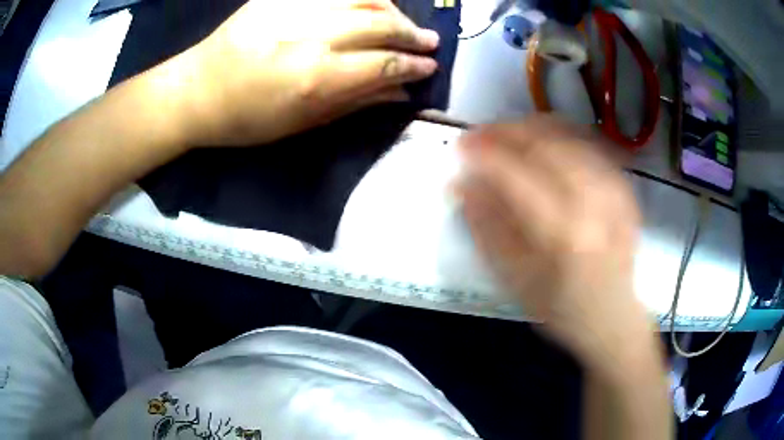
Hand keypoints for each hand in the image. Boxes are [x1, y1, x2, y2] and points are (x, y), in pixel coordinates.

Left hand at [167, 0, 438, 146]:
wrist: (195, 91)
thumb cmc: (244, 120)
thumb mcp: (300, 124)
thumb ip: (354, 103)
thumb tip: (399, 93)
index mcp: (316, 77)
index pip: (384, 64)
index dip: (413, 66)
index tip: (430, 67)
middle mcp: (312, 36)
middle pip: (381, 24)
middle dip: (411, 34)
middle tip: (429, 41)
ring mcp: (294, 9)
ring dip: (392, 9)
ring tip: (402, 21)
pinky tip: (369, 4)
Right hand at [456, 116, 650, 368]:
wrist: (613, 317)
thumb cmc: (561, 309)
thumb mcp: (514, 280)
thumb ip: (486, 228)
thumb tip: (461, 182)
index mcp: (563, 235)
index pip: (516, 175)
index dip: (483, 153)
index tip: (459, 146)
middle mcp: (594, 203)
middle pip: (543, 144)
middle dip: (504, 131)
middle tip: (480, 135)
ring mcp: (614, 190)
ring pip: (566, 135)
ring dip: (529, 127)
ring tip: (506, 134)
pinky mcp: (624, 186)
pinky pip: (589, 142)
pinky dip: (560, 132)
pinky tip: (542, 139)